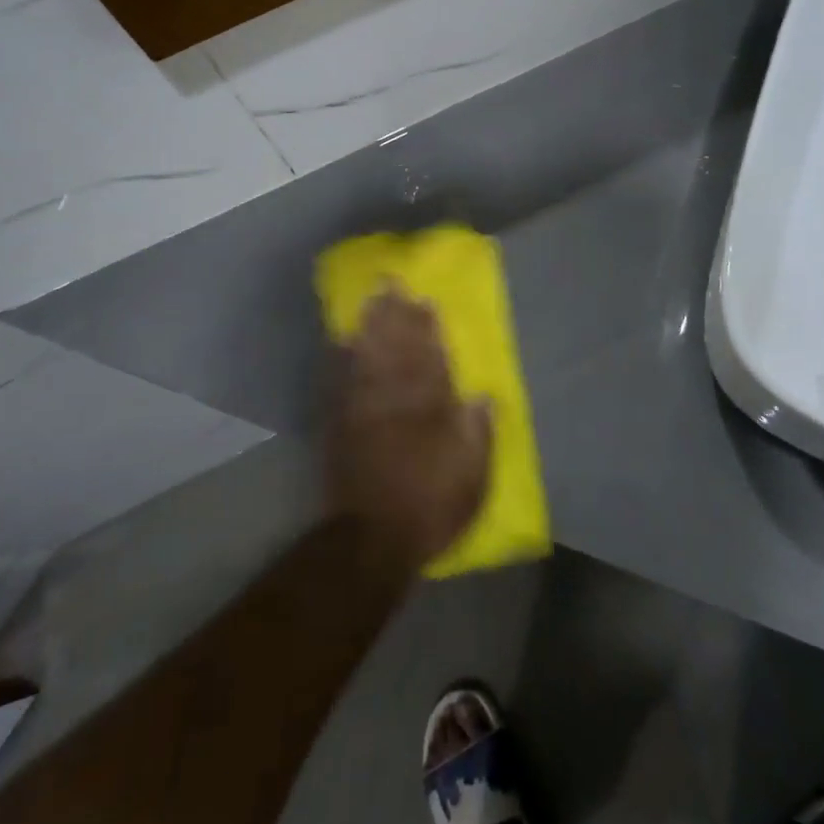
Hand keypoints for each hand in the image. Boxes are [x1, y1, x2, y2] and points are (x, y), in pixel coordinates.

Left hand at [326, 289, 492, 572]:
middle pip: (397, 350)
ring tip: (372, 299)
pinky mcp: (340, 424)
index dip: (428, 330)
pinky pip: (340, 381)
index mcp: (430, 412)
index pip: (431, 361)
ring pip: (369, 357)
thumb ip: (478, 436)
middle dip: (396, 315)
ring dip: (371, 326)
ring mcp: (364, 410)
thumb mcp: (472, 480)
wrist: (371, 539)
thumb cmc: (429, 508)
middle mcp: (395, 401)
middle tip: (392, 283)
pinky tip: (342, 339)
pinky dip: (341, 358)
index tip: (425, 300)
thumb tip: (483, 398)